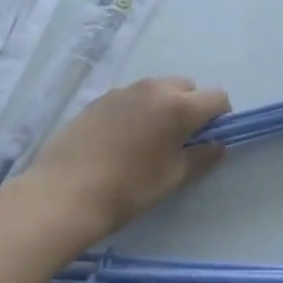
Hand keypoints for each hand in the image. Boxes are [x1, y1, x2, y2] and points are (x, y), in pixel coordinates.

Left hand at [23, 77, 231, 238]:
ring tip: (146, 139)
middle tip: (177, 139)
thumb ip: (201, 157)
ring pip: (158, 89)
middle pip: (187, 87)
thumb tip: (218, 145)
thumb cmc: (127, 189)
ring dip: (163, 105)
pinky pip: (131, 96)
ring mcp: (124, 90)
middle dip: (190, 107)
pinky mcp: (100, 98)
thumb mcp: (172, 177)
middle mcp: (155, 88)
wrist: (62, 195)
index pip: (217, 97)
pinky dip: (136, 109)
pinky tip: (120, 139)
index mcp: (180, 106)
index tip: (207, 138)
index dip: (219, 117)